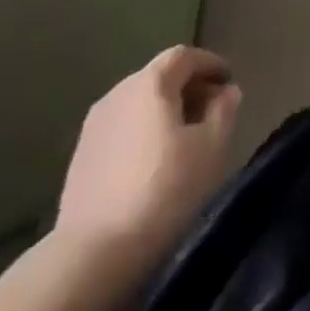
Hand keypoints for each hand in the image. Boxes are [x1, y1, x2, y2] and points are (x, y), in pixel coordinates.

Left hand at [53, 46, 241, 271]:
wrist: (92, 254)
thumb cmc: (163, 191)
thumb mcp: (211, 148)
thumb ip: (223, 111)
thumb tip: (226, 91)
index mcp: (151, 82)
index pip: (185, 56)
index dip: (210, 64)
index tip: (228, 81)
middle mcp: (119, 91)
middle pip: (160, 77)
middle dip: (189, 87)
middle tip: (211, 111)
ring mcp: (95, 124)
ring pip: (139, 103)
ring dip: (164, 111)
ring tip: (184, 139)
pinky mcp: (81, 155)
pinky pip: (122, 127)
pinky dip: (143, 131)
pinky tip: (153, 162)